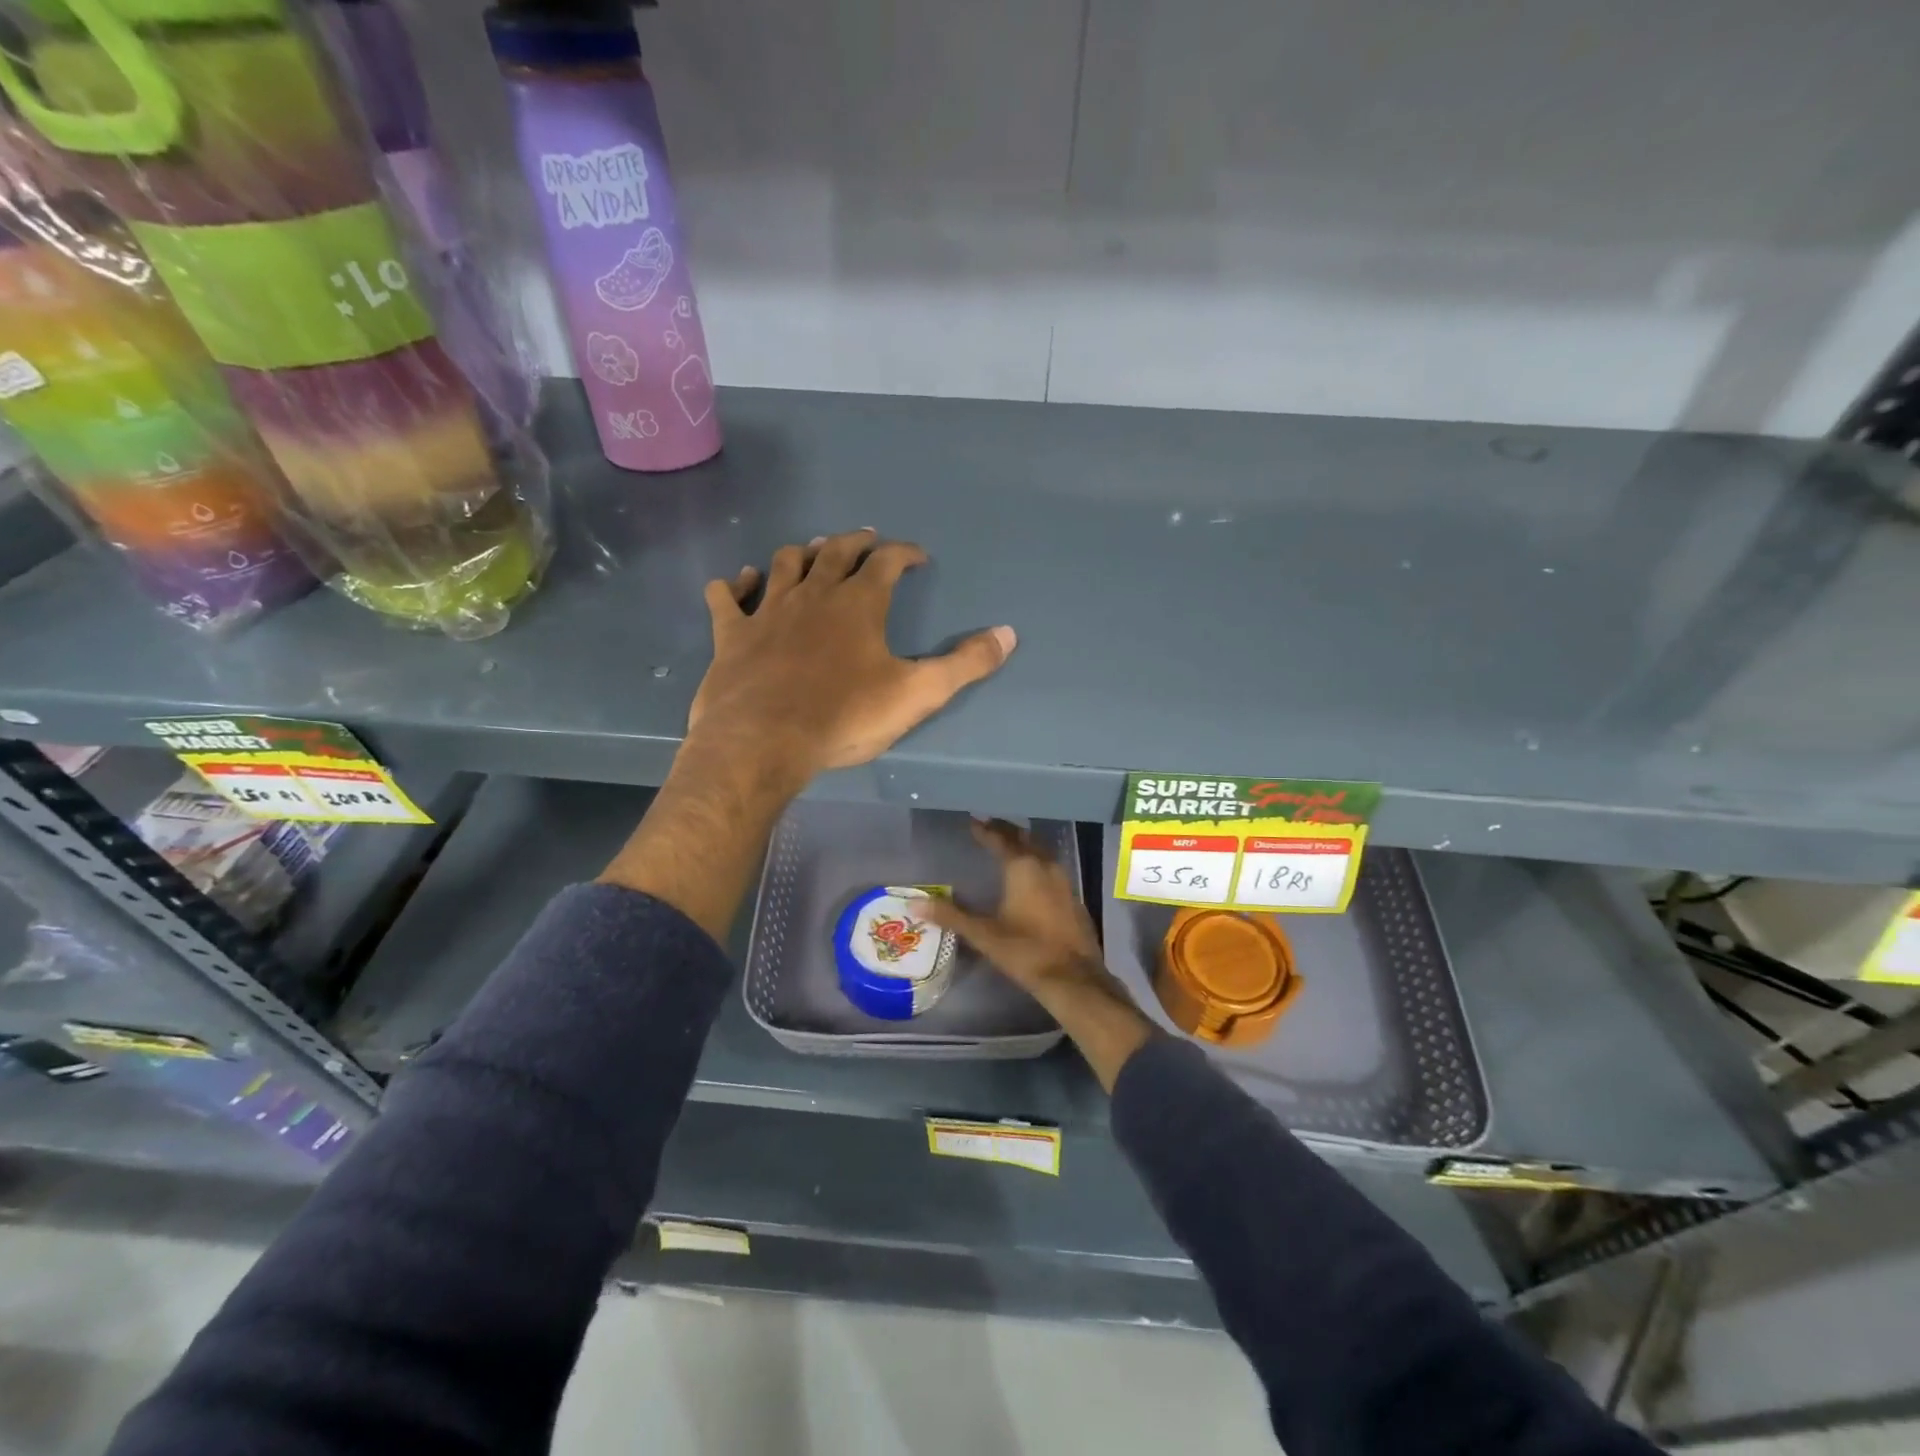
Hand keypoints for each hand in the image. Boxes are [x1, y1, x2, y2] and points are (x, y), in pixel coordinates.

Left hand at [687, 528, 1016, 792]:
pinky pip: (727, 598)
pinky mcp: (732, 634)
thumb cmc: (845, 716)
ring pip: (783, 564)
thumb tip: (1009, 634)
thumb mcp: (918, 693)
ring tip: (811, 550)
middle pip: (835, 551)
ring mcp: (768, 611)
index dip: (904, 553)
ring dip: (800, 553)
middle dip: (855, 542)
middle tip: (866, 539)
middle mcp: (813, 594)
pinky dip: (734, 585)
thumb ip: (965, 664)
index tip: (917, 556)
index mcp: (859, 604)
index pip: (887, 561)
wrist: (764, 741)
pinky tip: (738, 581)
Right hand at [926, 820, 1154, 1091]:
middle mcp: (1045, 866)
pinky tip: (1031, 874)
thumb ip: (951, 916)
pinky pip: (1051, 867)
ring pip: (1041, 851)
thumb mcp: (984, 934)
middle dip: (1006, 830)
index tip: (973, 820)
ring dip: (1024, 844)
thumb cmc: (1026, 951)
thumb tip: (915, 903)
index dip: (986, 829)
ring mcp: (1064, 881)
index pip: (1001, 839)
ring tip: (1008, 843)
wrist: (1074, 978)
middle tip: (989, 825)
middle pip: (1024, 838)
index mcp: (1023, 867)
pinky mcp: (1073, 897)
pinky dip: (1037, 861)